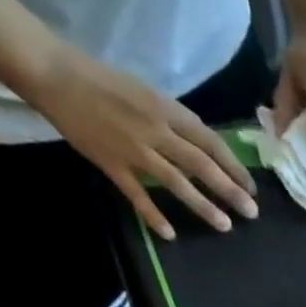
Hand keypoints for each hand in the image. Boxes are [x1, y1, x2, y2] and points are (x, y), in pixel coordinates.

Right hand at [23, 42, 257, 239]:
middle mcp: (155, 130)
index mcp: (166, 110)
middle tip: (252, 213)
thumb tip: (205, 148)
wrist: (53, 72)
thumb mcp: (148, 94)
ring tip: (225, 226)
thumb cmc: (104, 81)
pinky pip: (137, 194)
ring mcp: (133, 149)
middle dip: (230, 190)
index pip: (210, 142)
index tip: (252, 187)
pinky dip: (153, 214)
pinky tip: (170, 234)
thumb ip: (176, 121)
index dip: (234, 167)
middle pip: (201, 165)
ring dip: (203, 206)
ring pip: (176, 182)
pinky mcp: (111, 163)